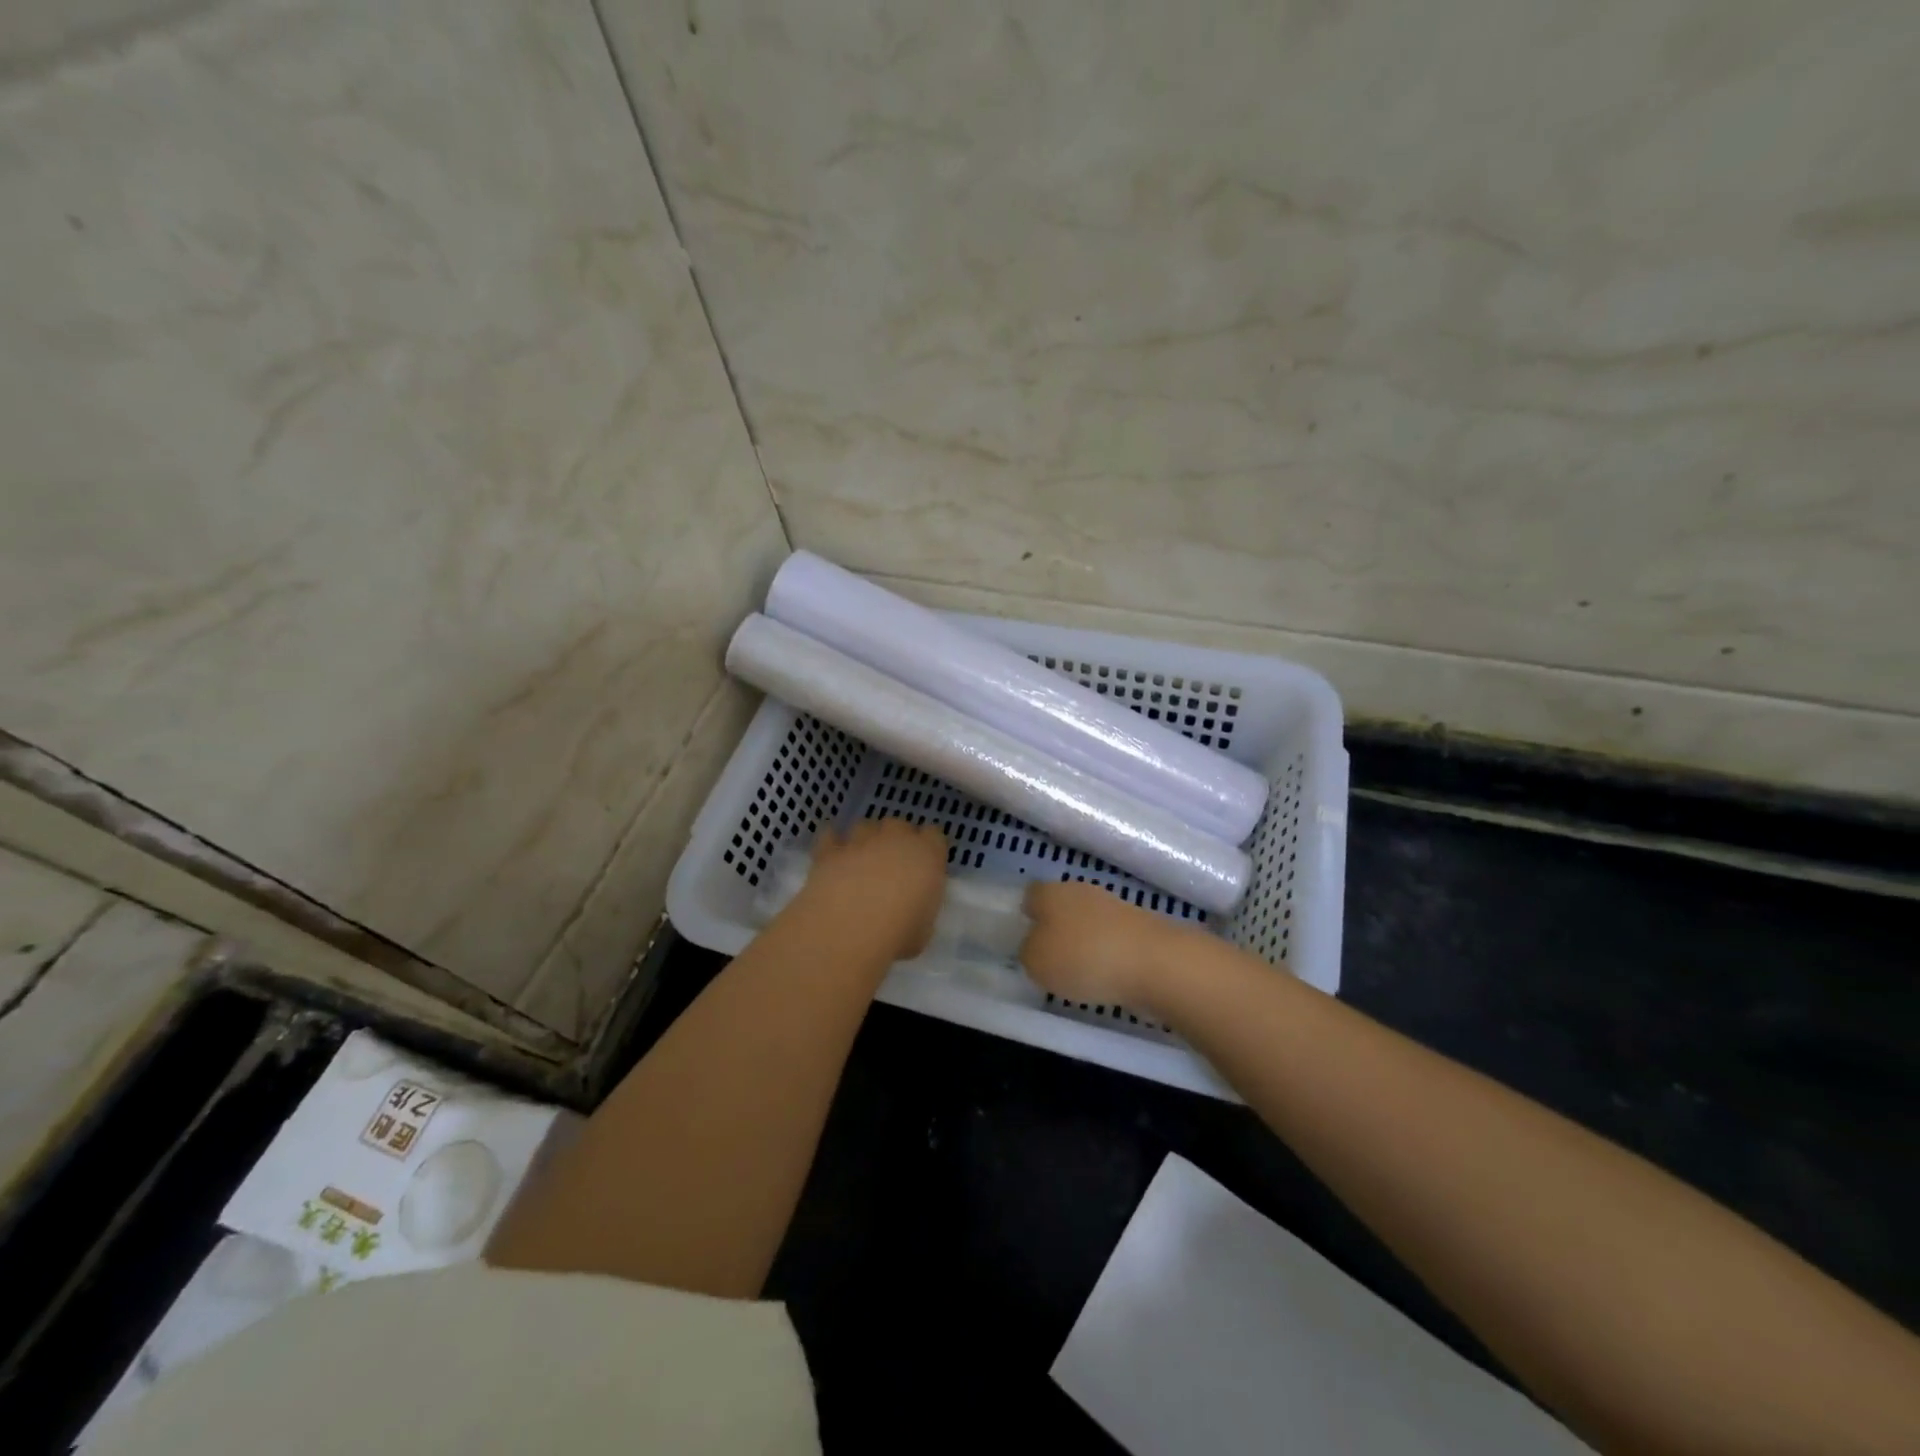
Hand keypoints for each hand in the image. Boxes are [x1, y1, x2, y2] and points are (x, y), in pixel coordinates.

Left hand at [798, 818, 948, 962]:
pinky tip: (832, 856)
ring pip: (866, 825)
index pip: (935, 835)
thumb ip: (920, 910)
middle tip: (892, 865)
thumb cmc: (898, 933)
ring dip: (866, 839)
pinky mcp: (830, 851)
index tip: (925, 864)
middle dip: (896, 840)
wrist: (850, 928)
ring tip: (861, 860)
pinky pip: (830, 835)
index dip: (928, 847)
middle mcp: (895, 839)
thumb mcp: (924, 930)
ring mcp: (861, 841)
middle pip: (899, 825)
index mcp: (927, 855)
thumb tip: (911, 910)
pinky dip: (832, 842)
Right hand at [1019, 881, 1187, 1013]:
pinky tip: (1106, 978)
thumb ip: (1028, 952)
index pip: (1031, 895)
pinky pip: (1112, 939)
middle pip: (1061, 906)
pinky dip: (1107, 955)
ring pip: (1088, 922)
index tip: (1023, 939)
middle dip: (1056, 929)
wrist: (1155, 963)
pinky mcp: (1140, 927)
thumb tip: (1035, 947)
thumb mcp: (1036, 963)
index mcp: (1051, 892)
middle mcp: (1081, 891)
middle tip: (1049, 959)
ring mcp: (1115, 906)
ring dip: (1083, 943)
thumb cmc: (1083, 958)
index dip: (1025, 915)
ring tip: (1078, 974)